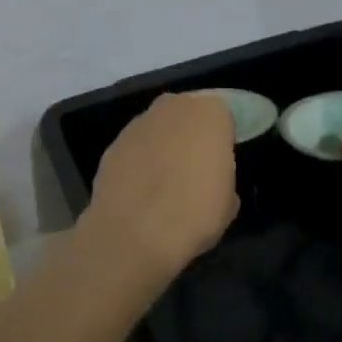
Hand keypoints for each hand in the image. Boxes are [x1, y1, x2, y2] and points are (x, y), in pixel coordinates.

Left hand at [80, 93, 238, 281]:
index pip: (222, 115)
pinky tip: (141, 189)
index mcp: (209, 113)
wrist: (134, 233)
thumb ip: (221, 172)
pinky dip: (139, 160)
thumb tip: (209, 176)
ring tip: (165, 180)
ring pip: (158, 128)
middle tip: (195, 166)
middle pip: (187, 114)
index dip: (222, 138)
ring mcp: (138, 123)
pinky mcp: (113, 144)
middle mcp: (172, 107)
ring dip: (163, 145)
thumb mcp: (228, 200)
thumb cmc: (194, 213)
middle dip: (191, 134)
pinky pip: (135, 147)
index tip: (221, 162)